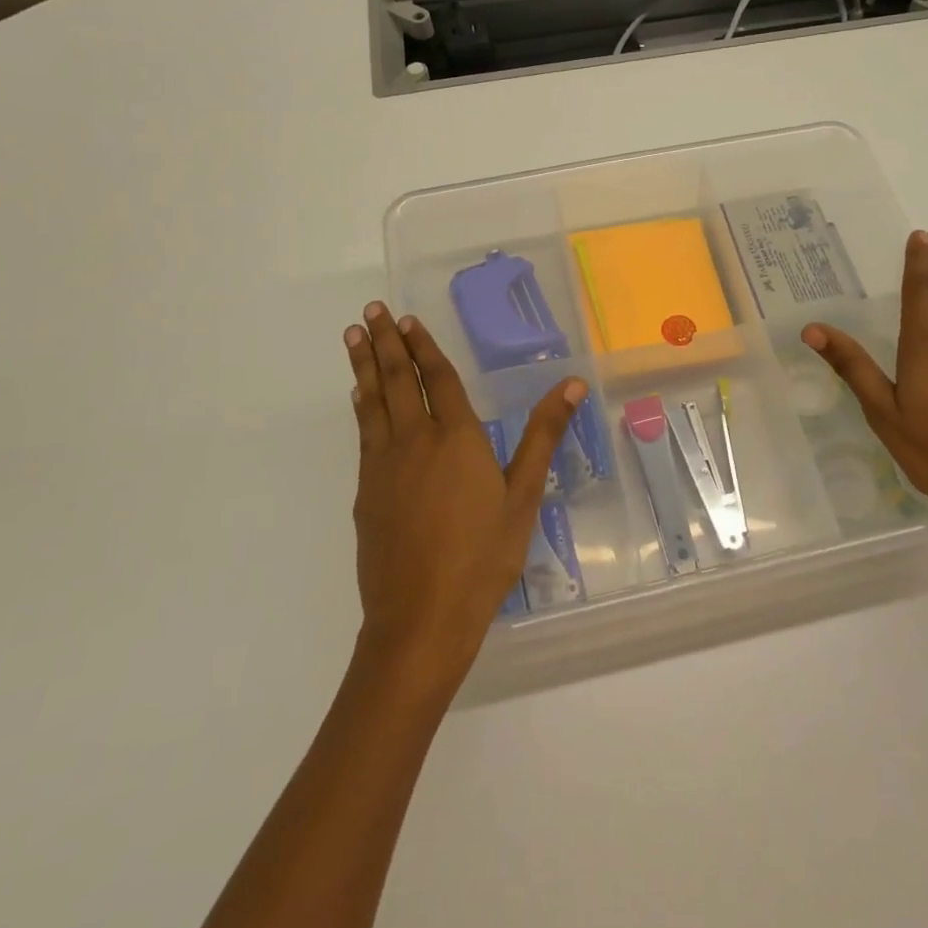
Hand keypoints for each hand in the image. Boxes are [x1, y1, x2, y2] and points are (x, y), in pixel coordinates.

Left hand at [344, 301, 584, 689]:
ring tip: (354, 336)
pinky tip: (359, 399)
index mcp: (457, 438)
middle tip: (371, 310)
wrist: (421, 617)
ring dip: (364, 366)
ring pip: (372, 402)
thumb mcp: (524, 495)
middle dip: (386, 342)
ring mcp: (384, 466)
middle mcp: (414, 441)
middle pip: (398, 381)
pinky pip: (364, 433)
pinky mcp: (367, 492)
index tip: (408, 318)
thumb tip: (573, 383)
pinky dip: (361, 407)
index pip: (438, 379)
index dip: (424, 347)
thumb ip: (544, 435)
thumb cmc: (483, 555)